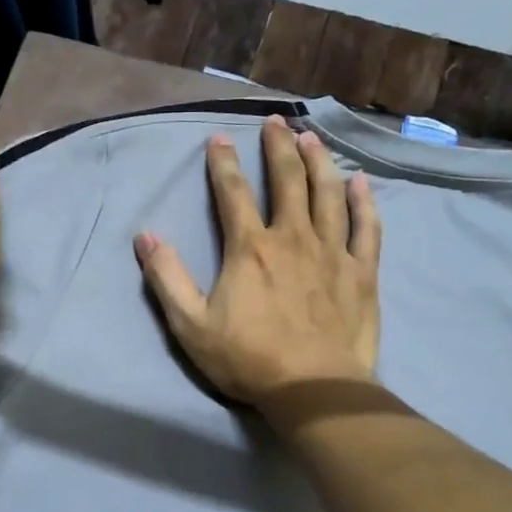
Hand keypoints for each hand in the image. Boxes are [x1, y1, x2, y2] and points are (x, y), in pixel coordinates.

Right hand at [134, 116, 380, 406]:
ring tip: (312, 138)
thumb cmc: (249, 359)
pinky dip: (363, 202)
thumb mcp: (191, 326)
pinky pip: (365, 227)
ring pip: (328, 193)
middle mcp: (293, 237)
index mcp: (250, 248)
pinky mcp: (361, 272)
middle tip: (275, 123)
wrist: (314, 388)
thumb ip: (166, 279)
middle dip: (278, 147)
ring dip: (319, 162)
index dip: (223, 163)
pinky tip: (360, 183)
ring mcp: (332, 252)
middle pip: (288, 180)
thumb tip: (145, 237)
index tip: (219, 138)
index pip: (233, 193)